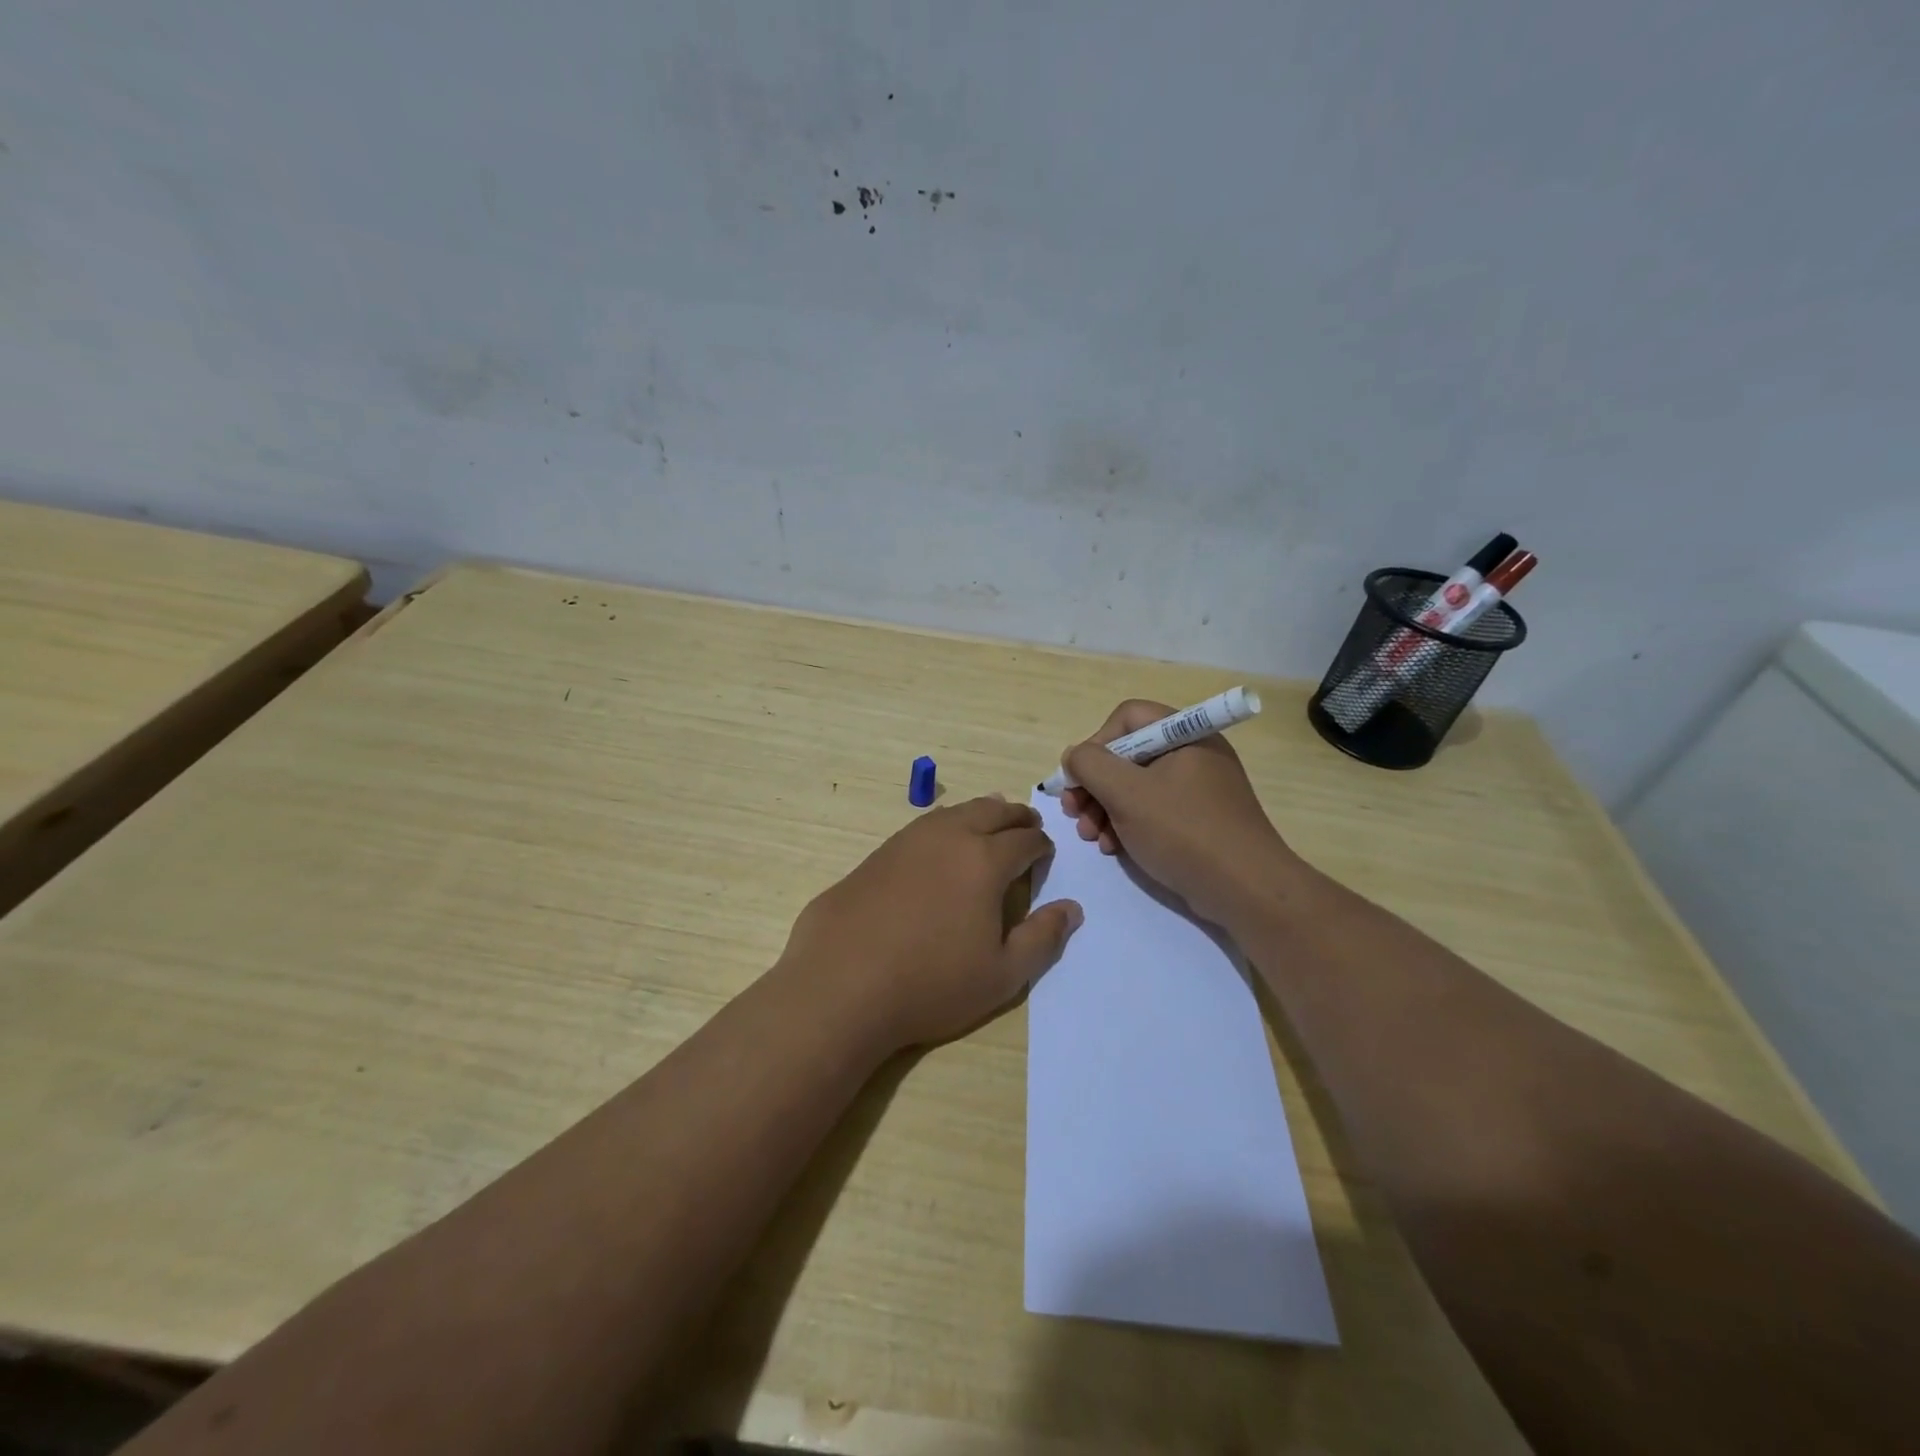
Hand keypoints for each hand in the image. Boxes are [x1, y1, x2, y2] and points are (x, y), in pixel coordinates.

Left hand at [781, 796, 1083, 1049]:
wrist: (842, 984)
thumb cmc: (931, 984)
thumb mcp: (1002, 975)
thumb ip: (1042, 938)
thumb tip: (1071, 908)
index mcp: (985, 861)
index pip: (1025, 840)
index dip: (1042, 846)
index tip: (1046, 854)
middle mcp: (949, 837)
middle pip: (992, 811)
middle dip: (1016, 816)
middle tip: (1027, 824)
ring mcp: (908, 840)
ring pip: (954, 812)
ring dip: (980, 813)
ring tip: (990, 822)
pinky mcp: (877, 853)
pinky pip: (923, 826)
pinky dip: (944, 826)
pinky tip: (940, 844)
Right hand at [1059, 699, 1298, 926]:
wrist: (1246, 890)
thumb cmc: (1184, 831)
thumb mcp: (1126, 793)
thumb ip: (1090, 765)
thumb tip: (1074, 756)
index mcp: (1185, 734)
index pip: (1128, 718)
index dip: (1097, 743)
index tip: (1079, 779)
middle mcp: (1193, 754)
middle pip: (1128, 754)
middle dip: (1094, 784)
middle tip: (1074, 813)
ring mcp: (1198, 788)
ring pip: (1136, 785)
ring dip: (1104, 808)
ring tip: (1091, 837)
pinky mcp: (1199, 820)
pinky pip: (1153, 810)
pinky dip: (1128, 824)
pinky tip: (1113, 848)